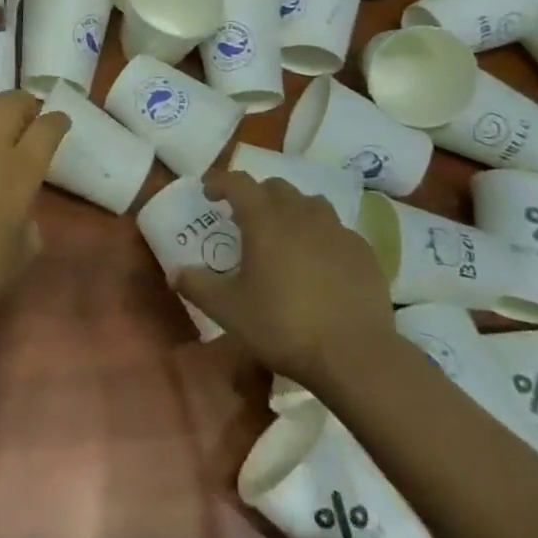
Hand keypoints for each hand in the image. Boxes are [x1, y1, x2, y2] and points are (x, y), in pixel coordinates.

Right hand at [175, 170, 393, 390]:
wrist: (355, 355)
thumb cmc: (284, 326)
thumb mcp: (229, 310)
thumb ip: (198, 286)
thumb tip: (174, 272)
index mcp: (264, 220)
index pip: (238, 183)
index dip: (220, 181)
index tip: (209, 190)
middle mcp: (301, 214)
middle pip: (276, 187)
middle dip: (257, 195)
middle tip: (245, 218)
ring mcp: (336, 230)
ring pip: (310, 203)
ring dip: (292, 209)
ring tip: (285, 234)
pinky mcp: (363, 251)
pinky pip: (337, 230)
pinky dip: (322, 235)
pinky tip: (321, 262)